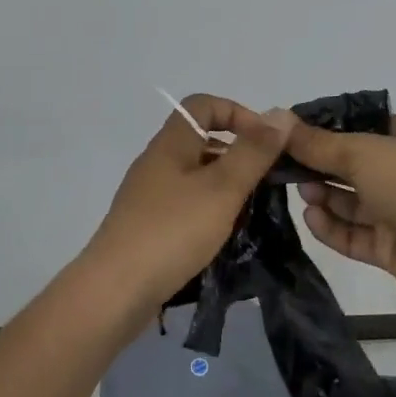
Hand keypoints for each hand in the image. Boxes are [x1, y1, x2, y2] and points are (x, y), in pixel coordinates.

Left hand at [81, 95, 298, 312]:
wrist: (115, 291)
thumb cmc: (172, 231)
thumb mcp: (222, 188)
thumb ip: (253, 152)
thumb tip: (280, 114)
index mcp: (171, 143)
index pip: (204, 105)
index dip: (238, 113)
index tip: (267, 143)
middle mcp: (157, 162)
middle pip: (201, 140)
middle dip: (239, 154)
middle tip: (268, 181)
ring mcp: (149, 196)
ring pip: (196, 176)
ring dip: (227, 186)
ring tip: (253, 211)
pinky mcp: (148, 226)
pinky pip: (186, 205)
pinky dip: (210, 211)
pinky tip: (225, 235)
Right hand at [288, 114, 395, 311]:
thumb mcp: (363, 151)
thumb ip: (318, 143)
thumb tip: (279, 122)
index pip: (360, 126)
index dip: (325, 129)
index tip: (287, 134)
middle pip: (351, 165)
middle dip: (318, 166)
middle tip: (282, 166)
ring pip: (350, 201)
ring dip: (323, 196)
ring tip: (300, 192)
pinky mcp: (390, 247)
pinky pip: (353, 234)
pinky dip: (332, 226)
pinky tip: (311, 218)